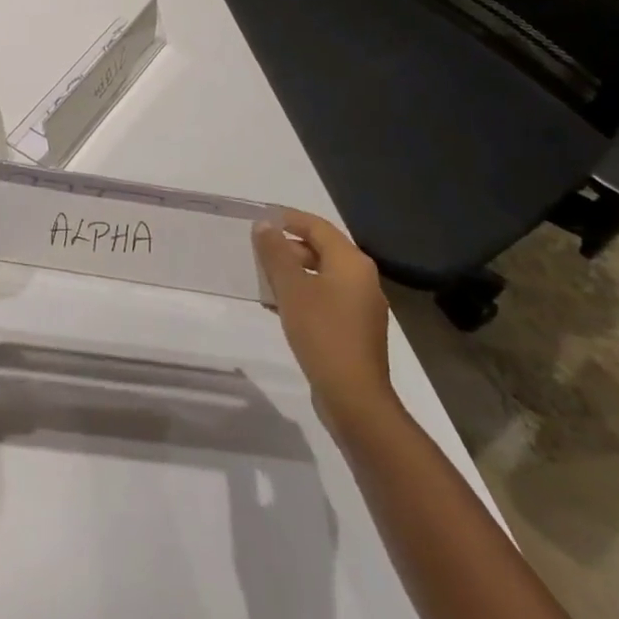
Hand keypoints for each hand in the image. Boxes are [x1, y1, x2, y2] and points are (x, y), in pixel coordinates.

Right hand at [253, 209, 393, 426]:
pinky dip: (302, 295)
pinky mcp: (354, 330)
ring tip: (262, 279)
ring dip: (292, 273)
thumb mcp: (291, 287)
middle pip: (321, 250)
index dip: (289, 219)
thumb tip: (264, 225)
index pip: (317, 227)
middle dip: (287, 248)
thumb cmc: (322, 332)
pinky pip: (325, 299)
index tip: (261, 220)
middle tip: (257, 252)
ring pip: (321, 276)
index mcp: (351, 263)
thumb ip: (275, 252)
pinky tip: (277, 307)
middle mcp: (362, 279)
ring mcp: (361, 307)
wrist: (354, 398)